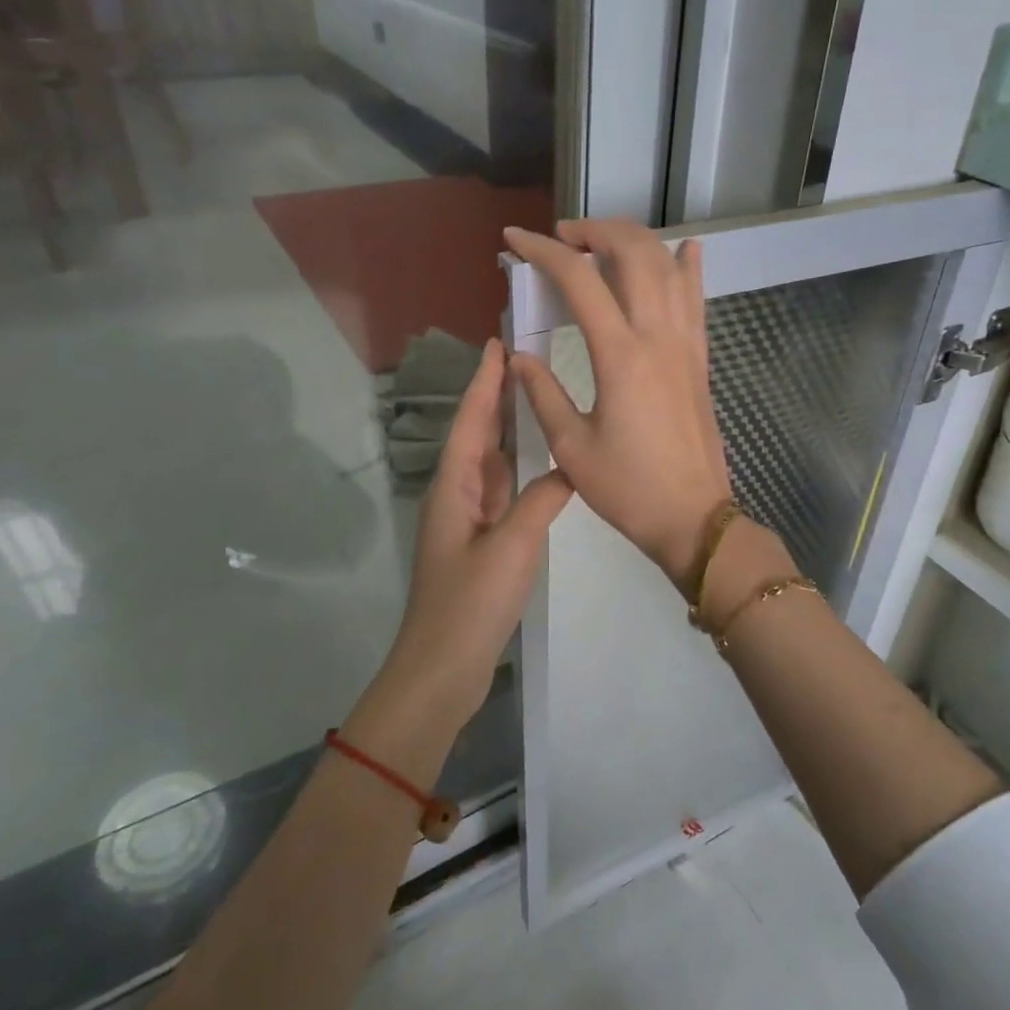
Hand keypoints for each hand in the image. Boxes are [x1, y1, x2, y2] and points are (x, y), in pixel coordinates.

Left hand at [378, 339, 571, 717]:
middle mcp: (457, 496)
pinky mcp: (481, 544)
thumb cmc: (470, 603)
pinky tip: (540, 465)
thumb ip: (541, 501)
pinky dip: (519, 471)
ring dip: (508, 431)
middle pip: (478, 436)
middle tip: (523, 361)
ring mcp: (468, 521)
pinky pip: (502, 493)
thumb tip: (567, 471)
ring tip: (535, 399)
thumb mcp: (512, 547)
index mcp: (454, 488)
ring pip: (490, 464)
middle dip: (496, 398)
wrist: (442, 667)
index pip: (472, 422)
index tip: (498, 343)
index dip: (484, 383)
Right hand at [503, 220, 732, 590]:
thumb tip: (517, 357)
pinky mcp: (701, 359)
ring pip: (669, 267)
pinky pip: (698, 300)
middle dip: (594, 231)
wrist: (693, 517)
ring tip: (603, 242)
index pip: (579, 280)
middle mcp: (658, 336)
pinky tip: (687, 248)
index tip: (514, 239)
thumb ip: (542, 393)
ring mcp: (686, 344)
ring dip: (635, 241)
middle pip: (633, 253)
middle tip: (562, 237)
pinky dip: (689, 268)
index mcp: (620, 355)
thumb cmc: (628, 489)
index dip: (543, 250)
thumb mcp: (572, 447)